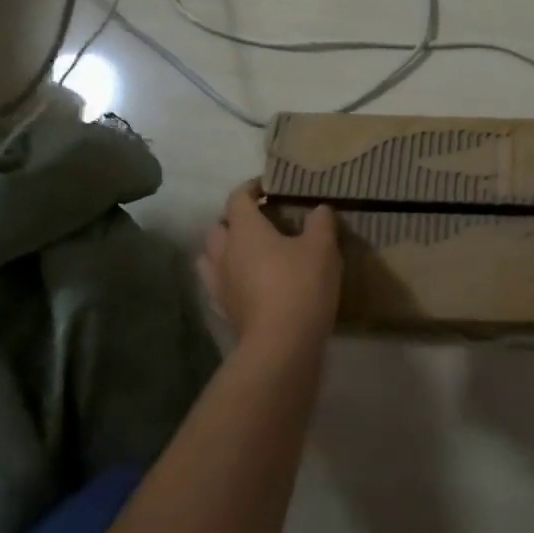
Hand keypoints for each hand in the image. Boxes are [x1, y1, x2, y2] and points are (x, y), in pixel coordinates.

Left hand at [199, 182, 342, 355]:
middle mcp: (224, 253)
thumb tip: (319, 209)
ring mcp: (220, 284)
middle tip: (260, 222)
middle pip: (218, 227)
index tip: (268, 187)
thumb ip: (321, 223)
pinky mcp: (224, 311)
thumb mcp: (322, 248)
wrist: (282, 344)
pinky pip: (219, 286)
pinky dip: (229, 279)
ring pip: (211, 257)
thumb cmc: (300, 285)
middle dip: (235, 220)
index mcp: (244, 230)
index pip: (238, 199)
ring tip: (249, 253)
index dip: (251, 189)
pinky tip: (247, 285)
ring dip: (225, 250)